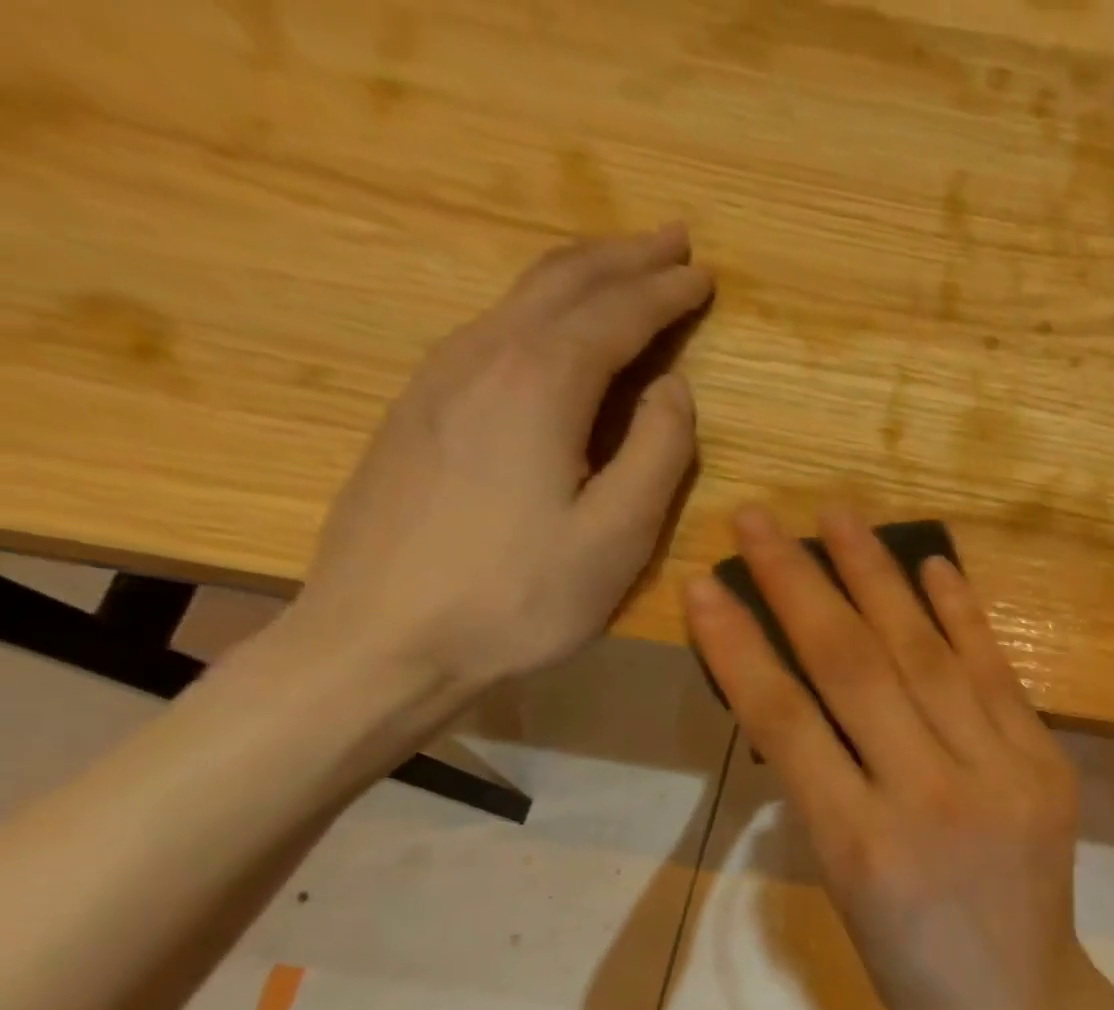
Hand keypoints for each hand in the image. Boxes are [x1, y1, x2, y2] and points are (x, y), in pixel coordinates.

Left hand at [287, 226, 712, 696]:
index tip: (705, 275)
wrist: (382, 638)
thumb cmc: (518, 597)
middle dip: (623, 257)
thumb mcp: (617, 537)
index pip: (616, 314)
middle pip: (560, 283)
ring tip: (623, 271)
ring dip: (580, 277)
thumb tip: (674, 388)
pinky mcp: (417, 412)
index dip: (666, 292)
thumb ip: (657, 454)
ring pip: (519, 301)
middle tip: (672, 242)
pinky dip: (540, 311)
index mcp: (540, 385)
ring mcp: (438, 381)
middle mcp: (483, 359)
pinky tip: (554, 331)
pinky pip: (491, 331)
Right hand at [684, 506, 1096, 1009]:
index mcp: (861, 847)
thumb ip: (824, 796)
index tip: (704, 585)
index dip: (739, 647)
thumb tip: (800, 696)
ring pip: (927, 656)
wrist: (1024, 1000)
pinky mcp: (1046, 764)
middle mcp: (929, 797)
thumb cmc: (913, 966)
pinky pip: (997, 676)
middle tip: (760, 519)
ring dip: (879, 578)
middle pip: (855, 669)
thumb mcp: (843, 895)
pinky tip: (935, 565)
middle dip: (801, 585)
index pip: (786, 723)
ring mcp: (1000, 775)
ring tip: (840, 516)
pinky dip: (964, 616)